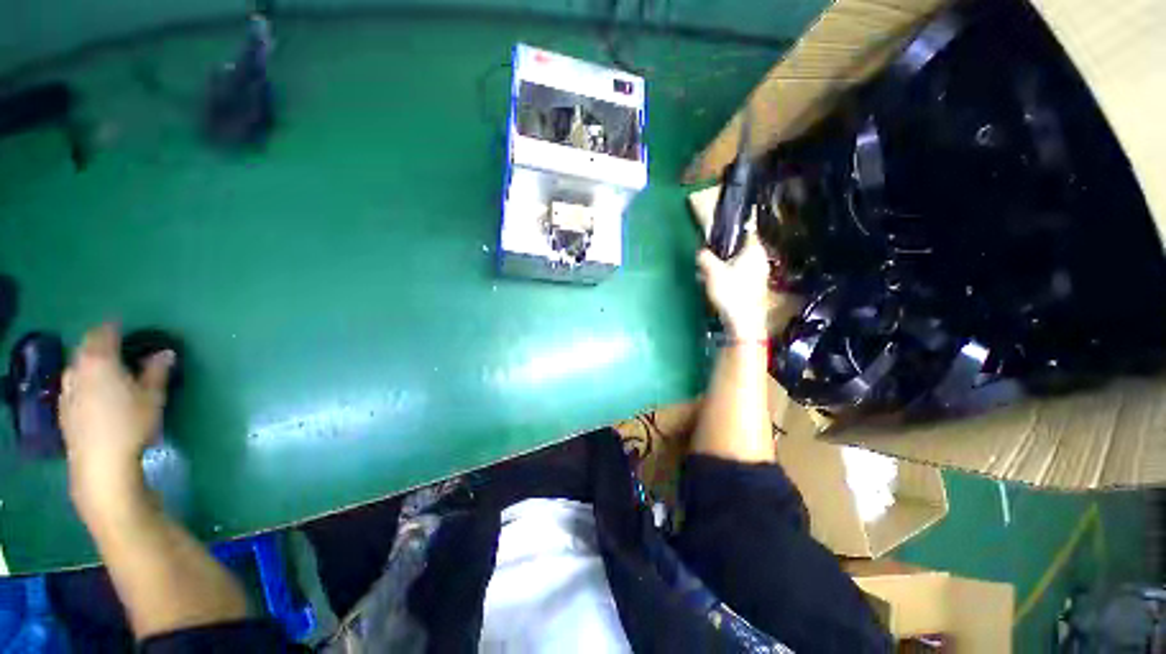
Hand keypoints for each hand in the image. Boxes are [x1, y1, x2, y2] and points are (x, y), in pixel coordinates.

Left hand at [60, 323, 173, 518]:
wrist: (101, 464)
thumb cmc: (131, 425)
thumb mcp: (152, 397)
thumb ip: (157, 371)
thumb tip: (165, 353)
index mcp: (99, 361)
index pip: (104, 333)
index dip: (114, 326)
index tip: (123, 324)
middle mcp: (78, 370)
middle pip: (86, 348)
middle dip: (99, 343)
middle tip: (116, 345)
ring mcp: (67, 390)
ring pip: (76, 367)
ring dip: (89, 362)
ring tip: (105, 368)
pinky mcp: (64, 409)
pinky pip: (73, 384)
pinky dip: (83, 380)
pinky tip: (93, 392)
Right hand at [697, 231, 770, 340]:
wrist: (743, 322)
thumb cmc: (730, 292)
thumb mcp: (712, 272)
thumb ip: (705, 257)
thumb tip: (700, 251)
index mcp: (754, 249)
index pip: (742, 232)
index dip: (727, 234)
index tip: (713, 239)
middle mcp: (761, 259)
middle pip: (738, 249)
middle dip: (721, 254)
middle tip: (706, 260)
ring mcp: (760, 274)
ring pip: (738, 263)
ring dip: (722, 267)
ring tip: (706, 274)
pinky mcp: (755, 287)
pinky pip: (739, 275)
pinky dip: (728, 277)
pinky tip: (716, 285)